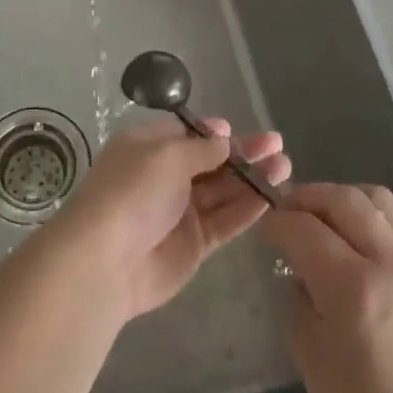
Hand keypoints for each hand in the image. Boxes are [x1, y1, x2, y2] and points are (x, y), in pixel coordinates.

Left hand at [53, 116, 289, 319]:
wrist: (107, 262)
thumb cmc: (132, 192)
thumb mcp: (167, 155)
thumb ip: (202, 148)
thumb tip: (224, 136)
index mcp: (148, 147)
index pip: (187, 134)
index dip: (214, 132)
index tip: (240, 130)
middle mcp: (164, 176)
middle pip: (211, 162)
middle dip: (244, 153)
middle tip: (277, 145)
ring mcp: (180, 212)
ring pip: (224, 191)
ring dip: (253, 178)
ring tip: (285, 166)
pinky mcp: (195, 244)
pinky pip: (226, 220)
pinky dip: (248, 208)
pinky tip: (273, 195)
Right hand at [261, 183, 392, 392]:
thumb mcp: (308, 352)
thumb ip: (298, 295)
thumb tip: (299, 265)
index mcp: (352, 289)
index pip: (305, 228)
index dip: (278, 222)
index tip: (266, 228)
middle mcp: (388, 262)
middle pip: (342, 199)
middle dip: (307, 197)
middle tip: (288, 211)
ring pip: (375, 197)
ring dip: (342, 197)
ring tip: (324, 215)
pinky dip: (371, 211)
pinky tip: (357, 229)